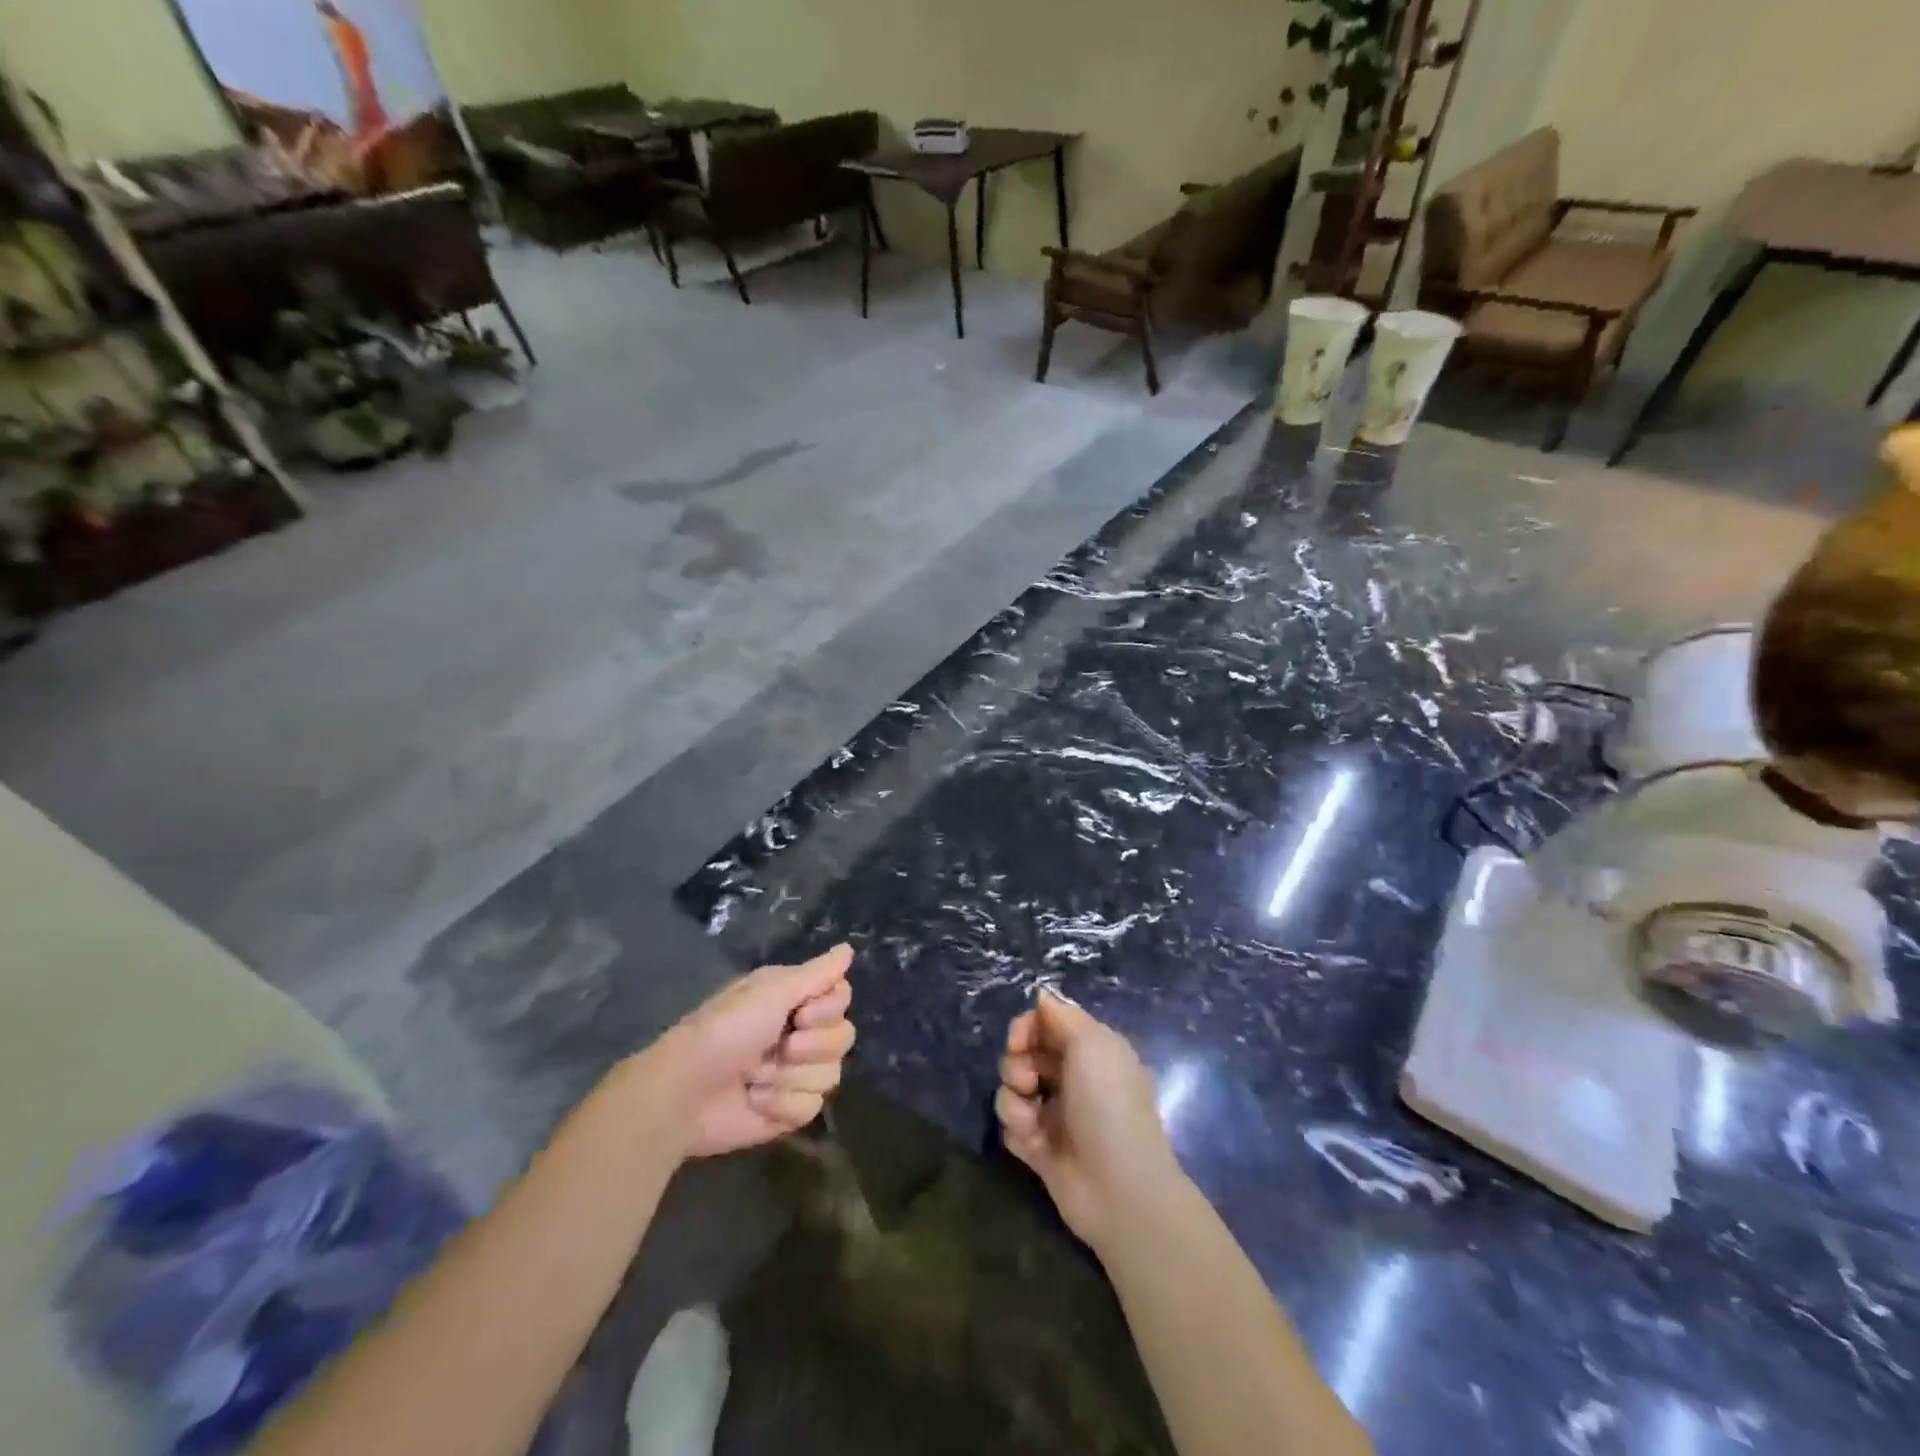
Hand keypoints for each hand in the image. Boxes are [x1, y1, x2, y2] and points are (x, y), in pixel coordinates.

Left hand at [653, 944, 854, 1157]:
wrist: (685, 1092)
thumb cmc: (725, 1031)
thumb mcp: (771, 991)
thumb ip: (817, 973)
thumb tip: (849, 948)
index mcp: (794, 999)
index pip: (842, 997)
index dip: (829, 1009)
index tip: (801, 1014)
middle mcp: (799, 1032)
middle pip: (843, 1037)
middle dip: (811, 1046)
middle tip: (782, 1046)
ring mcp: (795, 1074)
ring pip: (830, 1075)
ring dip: (790, 1076)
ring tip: (756, 1076)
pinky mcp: (787, 1111)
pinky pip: (812, 1107)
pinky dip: (782, 1104)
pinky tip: (756, 1100)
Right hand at [995, 989, 1182, 1250]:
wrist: (1119, 1189)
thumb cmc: (1109, 1106)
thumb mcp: (1092, 1045)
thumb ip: (1062, 1017)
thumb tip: (1042, 996)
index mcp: (1090, 1050)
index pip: (1046, 1022)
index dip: (1026, 1027)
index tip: (1019, 1040)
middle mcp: (1072, 1077)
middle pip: (1024, 1053)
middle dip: (1016, 1063)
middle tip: (1028, 1081)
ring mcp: (1054, 1113)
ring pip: (1012, 1088)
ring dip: (1012, 1099)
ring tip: (1029, 1118)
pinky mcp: (1039, 1147)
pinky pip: (1011, 1125)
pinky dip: (1016, 1128)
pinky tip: (1033, 1143)